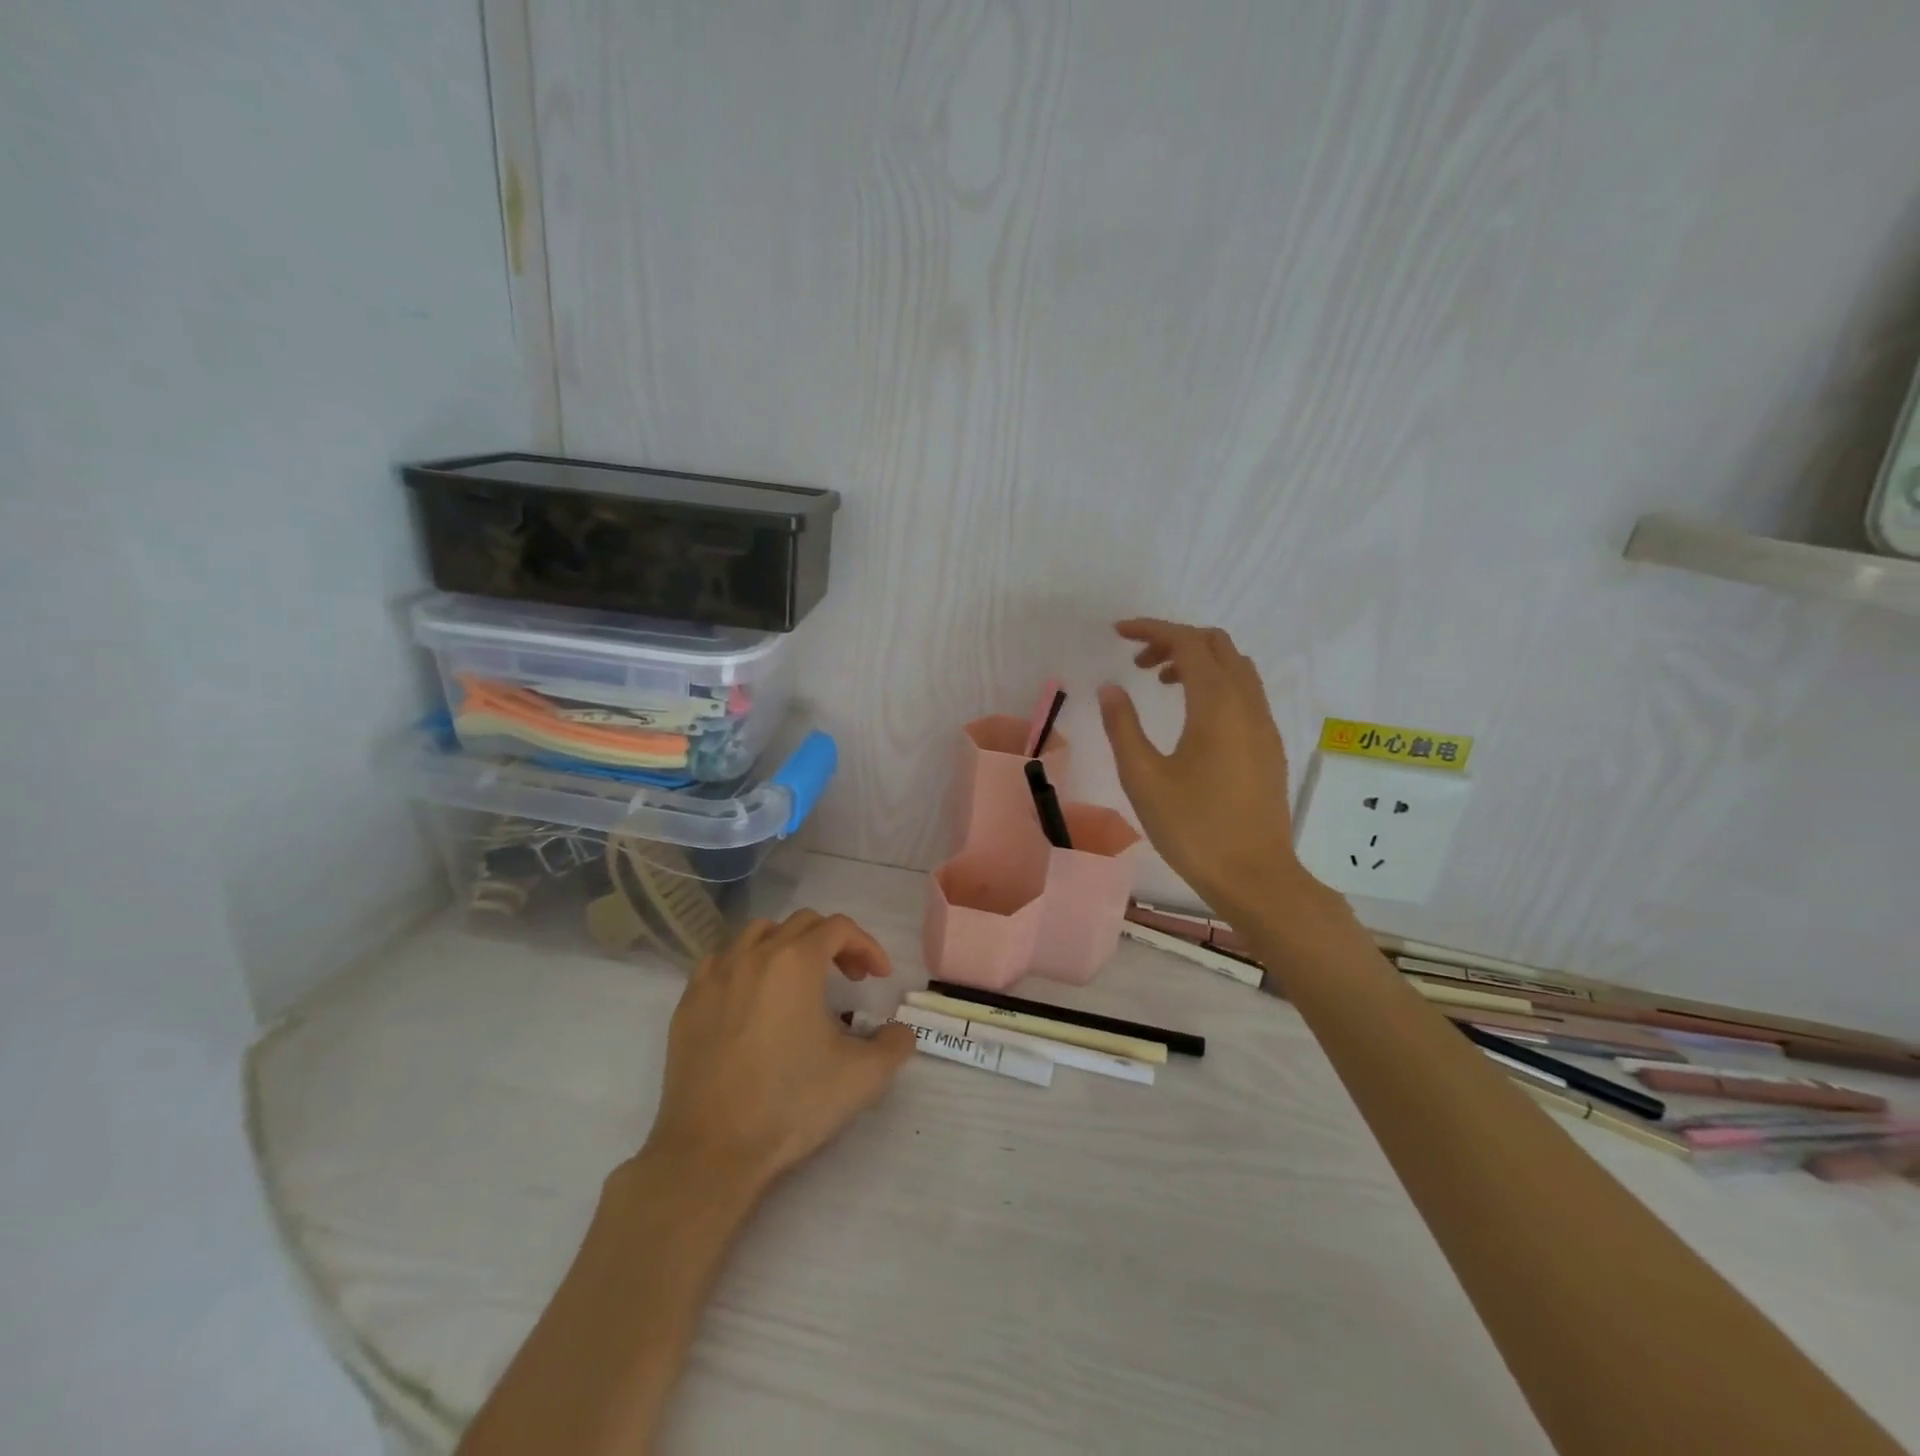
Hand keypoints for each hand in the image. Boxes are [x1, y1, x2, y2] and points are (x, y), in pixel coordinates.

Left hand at [640, 911, 915, 1199]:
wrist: (712, 1150)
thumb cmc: (791, 1104)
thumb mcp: (863, 1077)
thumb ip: (895, 1044)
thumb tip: (901, 1032)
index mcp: (796, 962)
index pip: (839, 928)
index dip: (867, 946)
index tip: (878, 977)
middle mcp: (754, 955)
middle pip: (801, 923)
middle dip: (833, 943)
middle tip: (848, 979)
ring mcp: (715, 976)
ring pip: (757, 933)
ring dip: (787, 945)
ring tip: (800, 981)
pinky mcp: (688, 1003)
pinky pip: (721, 961)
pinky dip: (745, 965)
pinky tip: (752, 998)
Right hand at [1097, 619, 1309, 918]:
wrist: (1254, 875)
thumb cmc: (1192, 827)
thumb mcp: (1143, 777)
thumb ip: (1123, 726)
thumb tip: (1110, 688)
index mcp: (1216, 704)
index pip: (1186, 642)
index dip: (1151, 629)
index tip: (1118, 633)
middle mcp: (1246, 703)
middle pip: (1216, 644)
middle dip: (1175, 640)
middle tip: (1137, 661)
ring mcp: (1263, 723)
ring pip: (1235, 666)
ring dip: (1198, 660)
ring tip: (1161, 683)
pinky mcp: (1269, 744)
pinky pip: (1245, 691)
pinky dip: (1216, 682)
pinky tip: (1191, 715)